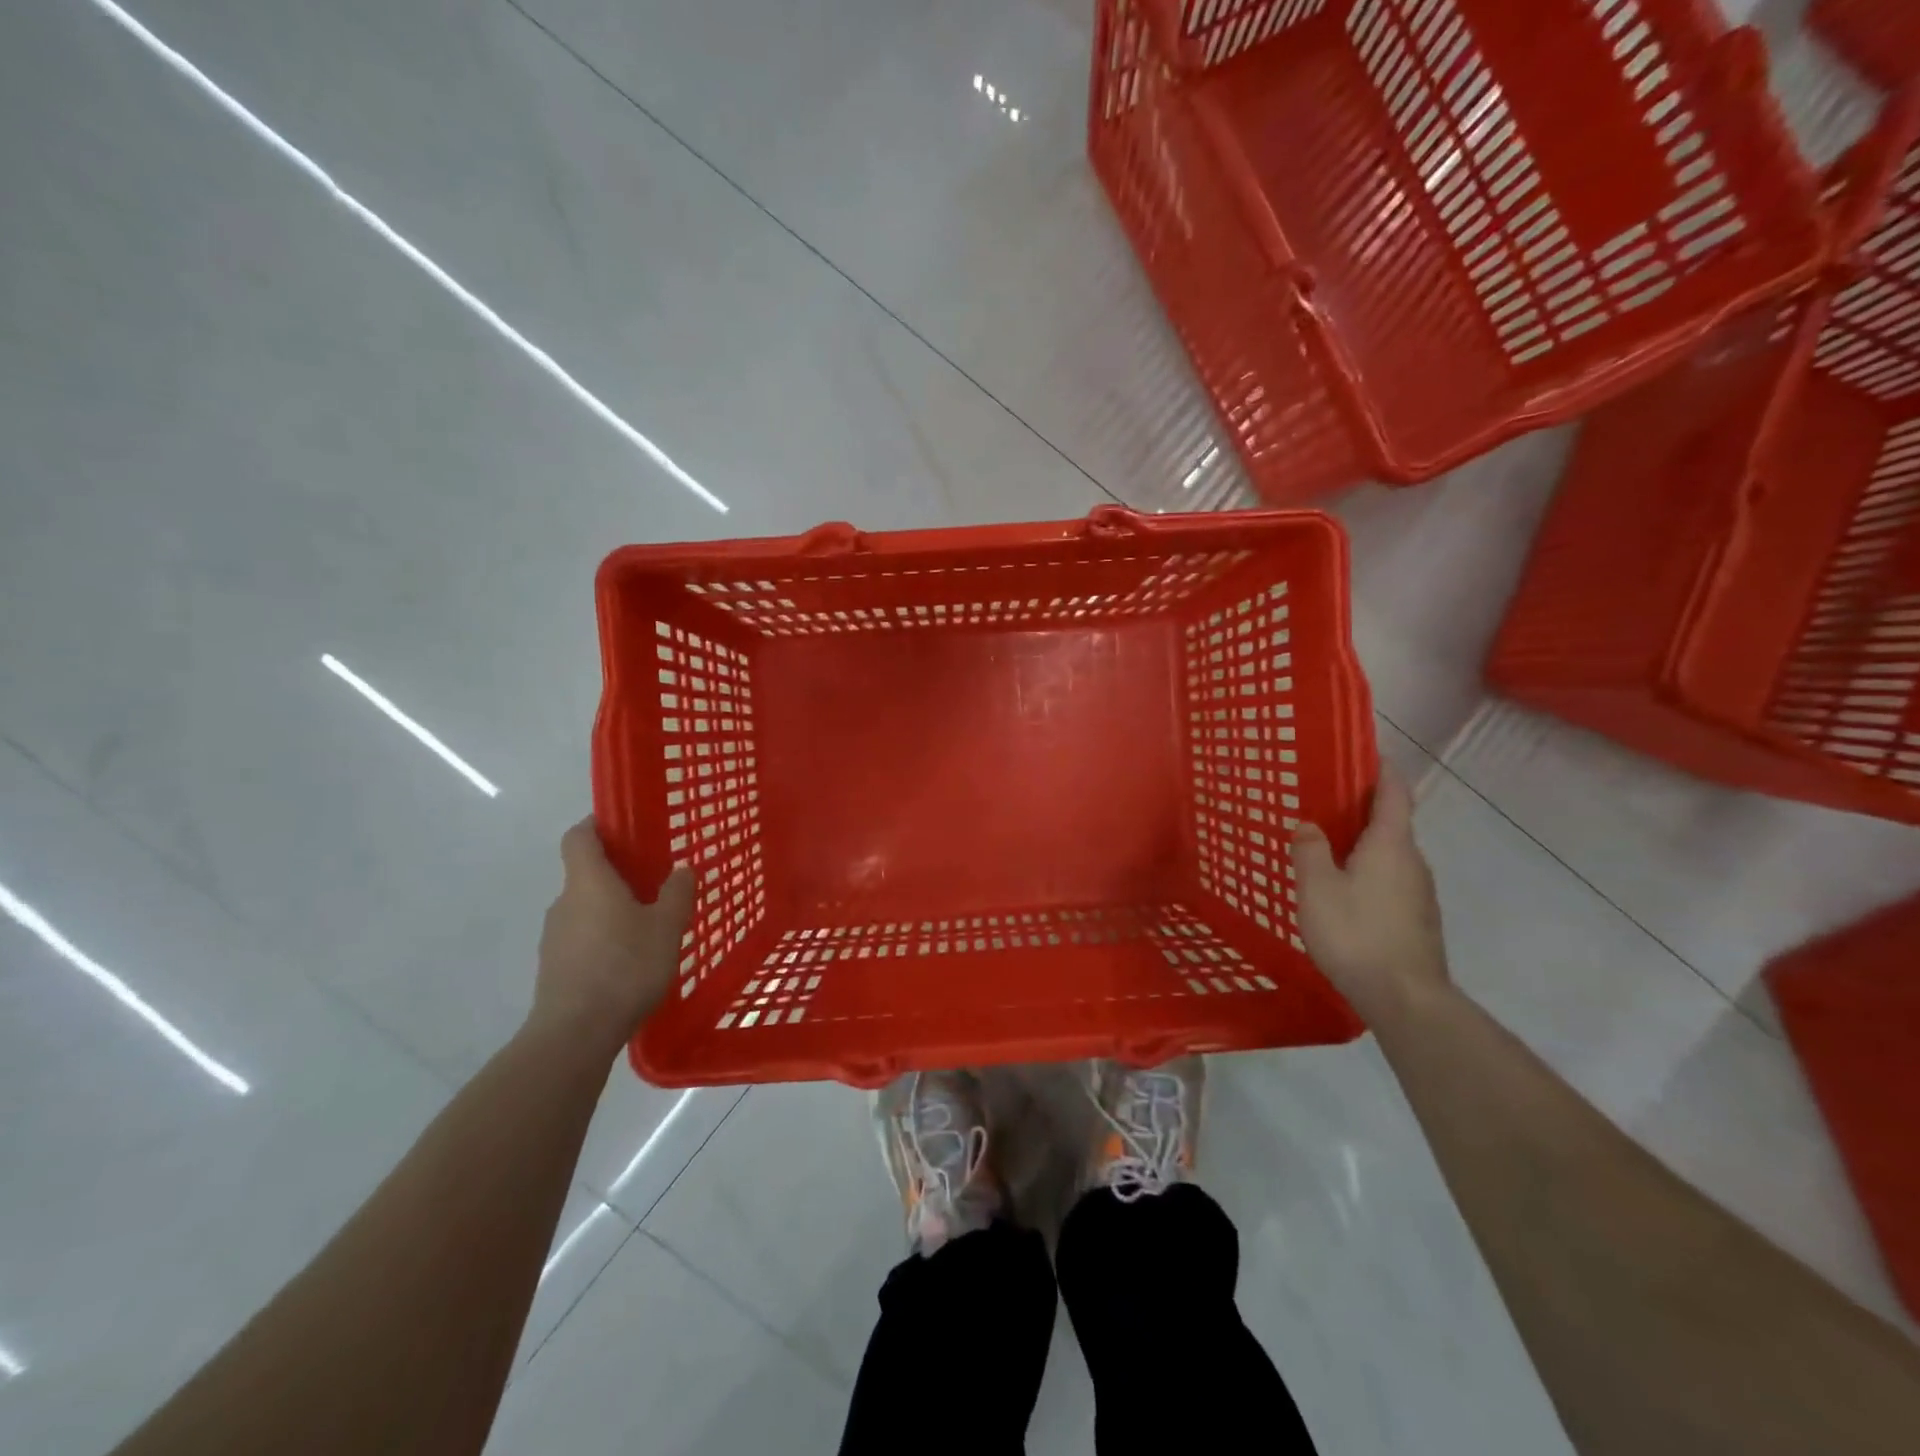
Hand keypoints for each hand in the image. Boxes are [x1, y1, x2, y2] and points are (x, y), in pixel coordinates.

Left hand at [533, 818, 694, 1054]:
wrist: (575, 1033)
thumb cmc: (625, 967)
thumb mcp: (666, 927)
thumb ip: (677, 893)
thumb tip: (682, 868)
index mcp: (589, 881)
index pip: (579, 836)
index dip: (597, 824)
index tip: (623, 825)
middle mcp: (565, 902)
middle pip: (586, 873)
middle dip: (617, 873)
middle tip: (655, 881)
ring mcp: (555, 936)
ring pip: (585, 908)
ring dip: (612, 909)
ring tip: (648, 926)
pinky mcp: (554, 967)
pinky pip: (582, 938)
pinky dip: (604, 938)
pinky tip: (630, 961)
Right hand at [1291, 763, 1449, 1023]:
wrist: (1405, 998)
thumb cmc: (1355, 932)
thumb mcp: (1316, 887)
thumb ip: (1309, 850)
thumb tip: (1308, 824)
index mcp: (1390, 844)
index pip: (1394, 793)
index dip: (1382, 770)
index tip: (1367, 753)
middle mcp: (1413, 862)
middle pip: (1393, 824)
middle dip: (1364, 810)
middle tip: (1327, 805)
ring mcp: (1420, 894)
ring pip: (1391, 856)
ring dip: (1365, 845)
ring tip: (1329, 849)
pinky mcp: (1418, 920)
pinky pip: (1391, 881)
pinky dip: (1370, 873)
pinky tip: (1344, 893)